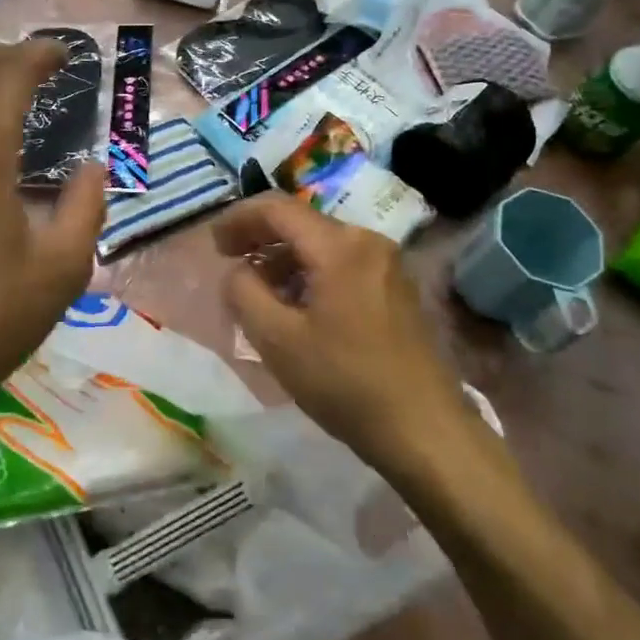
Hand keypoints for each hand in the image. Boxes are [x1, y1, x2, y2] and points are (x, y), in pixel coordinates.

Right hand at [213, 193, 472, 460]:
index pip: (277, 208)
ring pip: (321, 244)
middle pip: (301, 223)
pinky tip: (296, 306)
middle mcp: (367, 241)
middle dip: (260, 238)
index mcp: (340, 245)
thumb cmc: (345, 383)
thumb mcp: (277, 340)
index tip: (213, 245)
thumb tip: (238, 270)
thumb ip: (243, 292)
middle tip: (229, 263)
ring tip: (258, 291)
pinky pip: (342, 263)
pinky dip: (310, 273)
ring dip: (284, 259)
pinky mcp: (396, 288)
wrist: (425, 431)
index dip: (238, 219)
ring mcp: (387, 264)